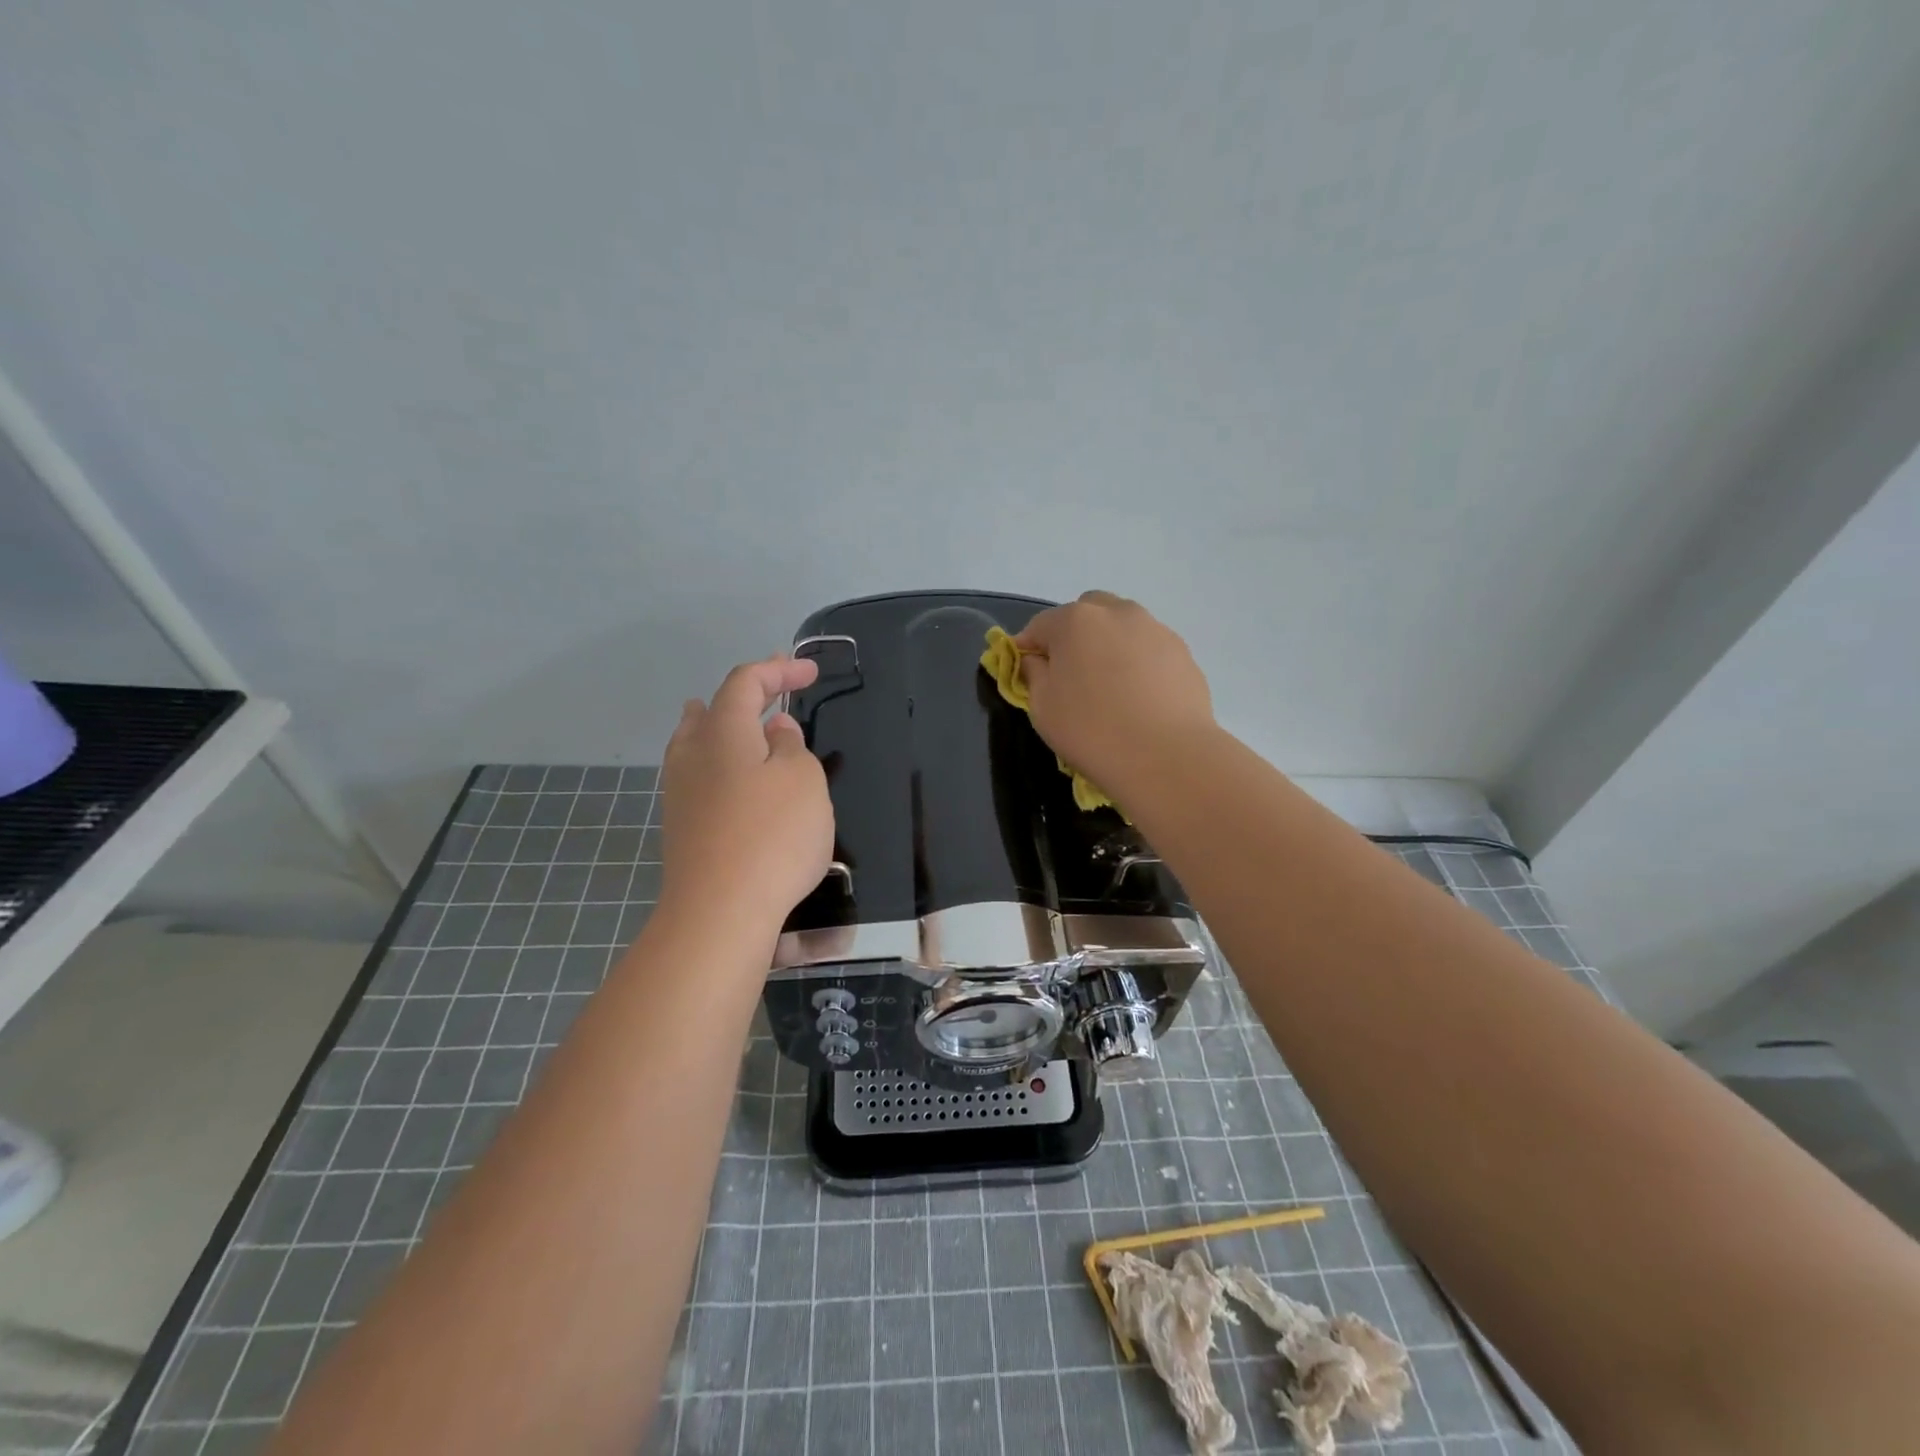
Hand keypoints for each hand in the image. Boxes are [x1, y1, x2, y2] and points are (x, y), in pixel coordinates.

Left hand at [660, 655, 834, 929]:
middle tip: (773, 691)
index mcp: (723, 731)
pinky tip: (734, 779)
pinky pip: (699, 776)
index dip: (778, 670)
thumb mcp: (803, 780)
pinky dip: (720, 763)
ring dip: (723, 727)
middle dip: (745, 696)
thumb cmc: (772, 835)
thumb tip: (775, 731)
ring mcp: (681, 793)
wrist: (721, 912)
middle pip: (711, 710)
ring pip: (697, 743)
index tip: (811, 672)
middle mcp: (693, 754)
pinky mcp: (682, 827)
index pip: (746, 682)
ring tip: (740, 722)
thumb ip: (791, 746)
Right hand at [1014, 592, 1215, 798]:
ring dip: (1109, 646)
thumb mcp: (1042, 707)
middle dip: (1074, 636)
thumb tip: (1037, 660)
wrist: (1167, 756)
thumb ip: (1033, 674)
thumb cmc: (1092, 731)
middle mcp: (1117, 613)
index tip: (1026, 673)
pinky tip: (1139, 699)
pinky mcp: (1183, 653)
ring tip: (1111, 688)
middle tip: (1072, 675)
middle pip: (1086, 613)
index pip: (1039, 626)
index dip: (1028, 648)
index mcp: (1075, 620)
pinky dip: (1138, 663)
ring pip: (1122, 627)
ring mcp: (1155, 630)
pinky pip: (1149, 649)